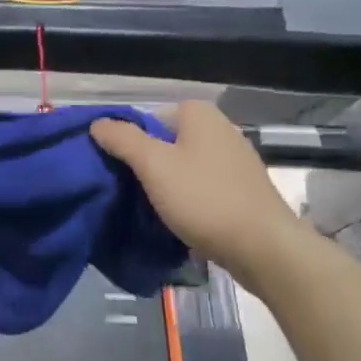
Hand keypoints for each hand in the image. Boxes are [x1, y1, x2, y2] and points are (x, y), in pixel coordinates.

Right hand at [91, 100, 306, 277]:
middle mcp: (220, 128)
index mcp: (199, 114)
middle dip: (147, 164)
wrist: (263, 247)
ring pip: (185, 165)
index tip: (118, 170)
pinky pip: (203, 185)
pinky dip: (189, 198)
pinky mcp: (243, 188)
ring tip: (152, 208)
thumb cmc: (204, 199)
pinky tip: (181, 219)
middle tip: (130, 191)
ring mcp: (235, 159)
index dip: (129, 142)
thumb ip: (123, 140)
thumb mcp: (154, 165)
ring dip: (167, 184)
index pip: (148, 118)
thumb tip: (97, 123)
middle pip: (166, 141)